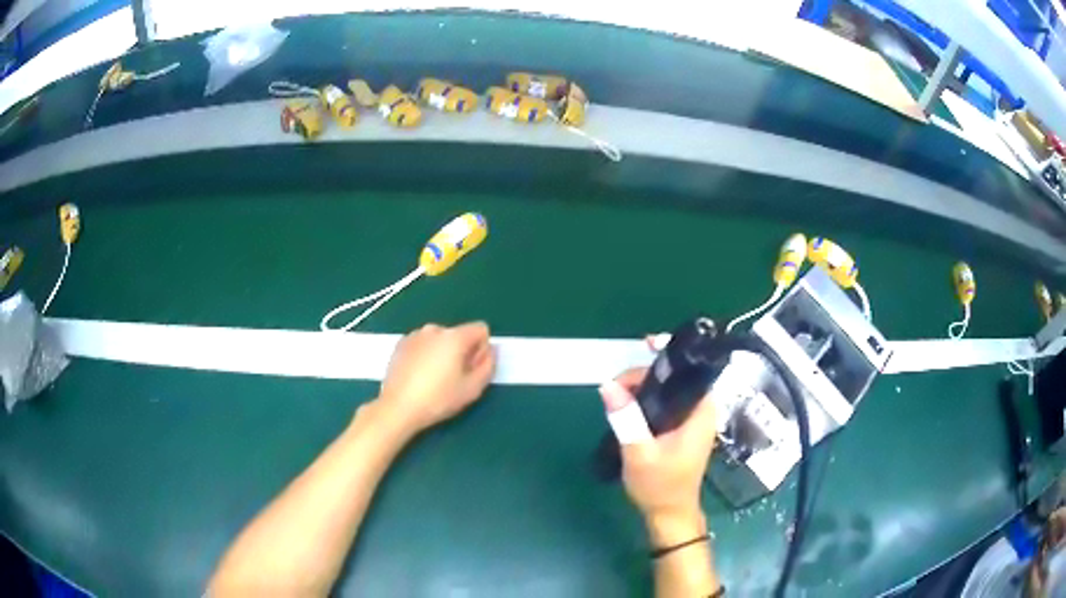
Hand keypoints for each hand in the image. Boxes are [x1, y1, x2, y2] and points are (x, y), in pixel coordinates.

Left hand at [374, 322, 495, 436]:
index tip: (472, 369)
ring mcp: (415, 335)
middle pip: (459, 334)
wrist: (398, 408)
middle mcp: (434, 329)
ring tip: (434, 378)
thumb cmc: (438, 399)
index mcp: (454, 336)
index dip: (482, 349)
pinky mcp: (400, 344)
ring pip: (440, 339)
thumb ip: (488, 366)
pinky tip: (419, 376)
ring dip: (443, 353)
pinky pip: (423, 344)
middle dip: (462, 351)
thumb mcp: (472, 389)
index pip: (481, 329)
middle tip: (454, 378)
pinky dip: (426, 355)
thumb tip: (489, 351)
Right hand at [599, 367, 716, 541]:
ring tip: (618, 393)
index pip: (692, 369)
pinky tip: (628, 402)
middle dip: (648, 372)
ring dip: (646, 384)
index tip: (646, 345)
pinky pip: (667, 400)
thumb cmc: (660, 487)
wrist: (669, 514)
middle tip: (618, 385)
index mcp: (701, 412)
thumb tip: (609, 385)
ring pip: (671, 388)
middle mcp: (702, 410)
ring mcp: (693, 419)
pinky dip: (649, 396)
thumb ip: (626, 419)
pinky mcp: (682, 427)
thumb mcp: (639, 454)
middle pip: (678, 376)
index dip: (670, 353)